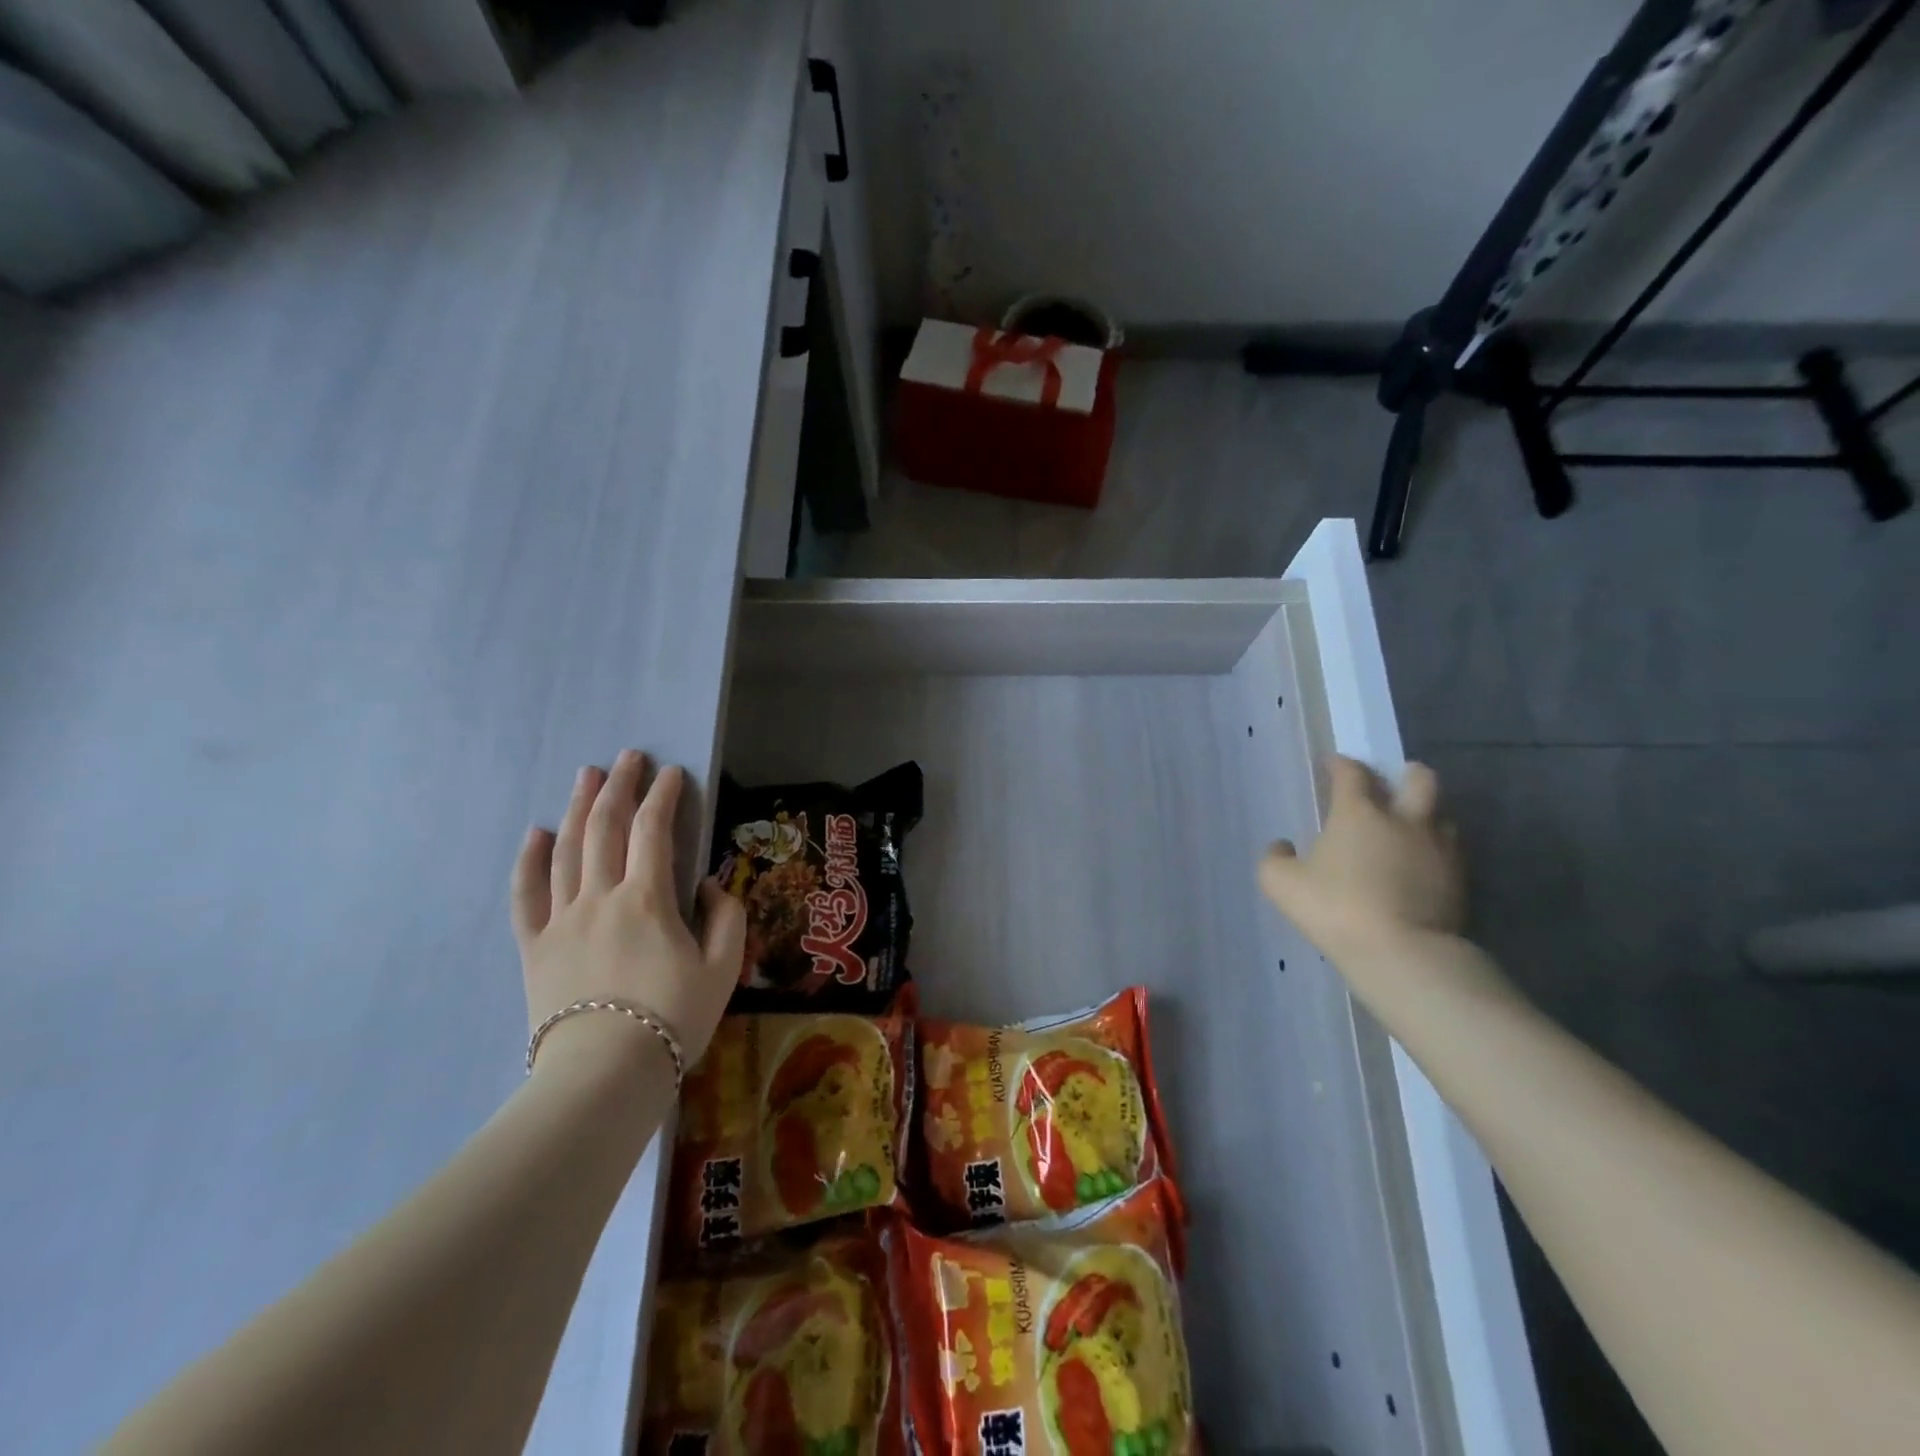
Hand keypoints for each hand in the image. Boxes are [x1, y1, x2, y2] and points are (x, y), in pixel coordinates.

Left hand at [511, 752, 745, 1076]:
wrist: (604, 1075)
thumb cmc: (673, 1019)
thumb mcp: (723, 968)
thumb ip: (725, 917)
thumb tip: (706, 884)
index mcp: (648, 899)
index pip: (654, 831)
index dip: (664, 796)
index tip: (672, 772)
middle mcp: (601, 896)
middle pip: (606, 828)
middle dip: (619, 787)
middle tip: (627, 757)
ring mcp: (562, 920)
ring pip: (567, 850)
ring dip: (579, 808)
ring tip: (586, 776)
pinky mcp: (535, 946)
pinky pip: (526, 895)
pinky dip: (529, 861)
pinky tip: (535, 833)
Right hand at [1259, 756, 1465, 960]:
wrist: (1401, 952)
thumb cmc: (1336, 908)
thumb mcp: (1282, 884)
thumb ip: (1275, 859)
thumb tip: (1282, 847)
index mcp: (1359, 813)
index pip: (1352, 773)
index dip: (1341, 764)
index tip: (1332, 765)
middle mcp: (1404, 820)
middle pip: (1419, 779)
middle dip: (1406, 774)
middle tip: (1393, 782)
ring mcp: (1438, 849)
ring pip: (1442, 814)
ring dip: (1427, 813)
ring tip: (1410, 826)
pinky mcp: (1459, 880)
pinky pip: (1451, 851)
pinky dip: (1436, 849)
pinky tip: (1421, 864)